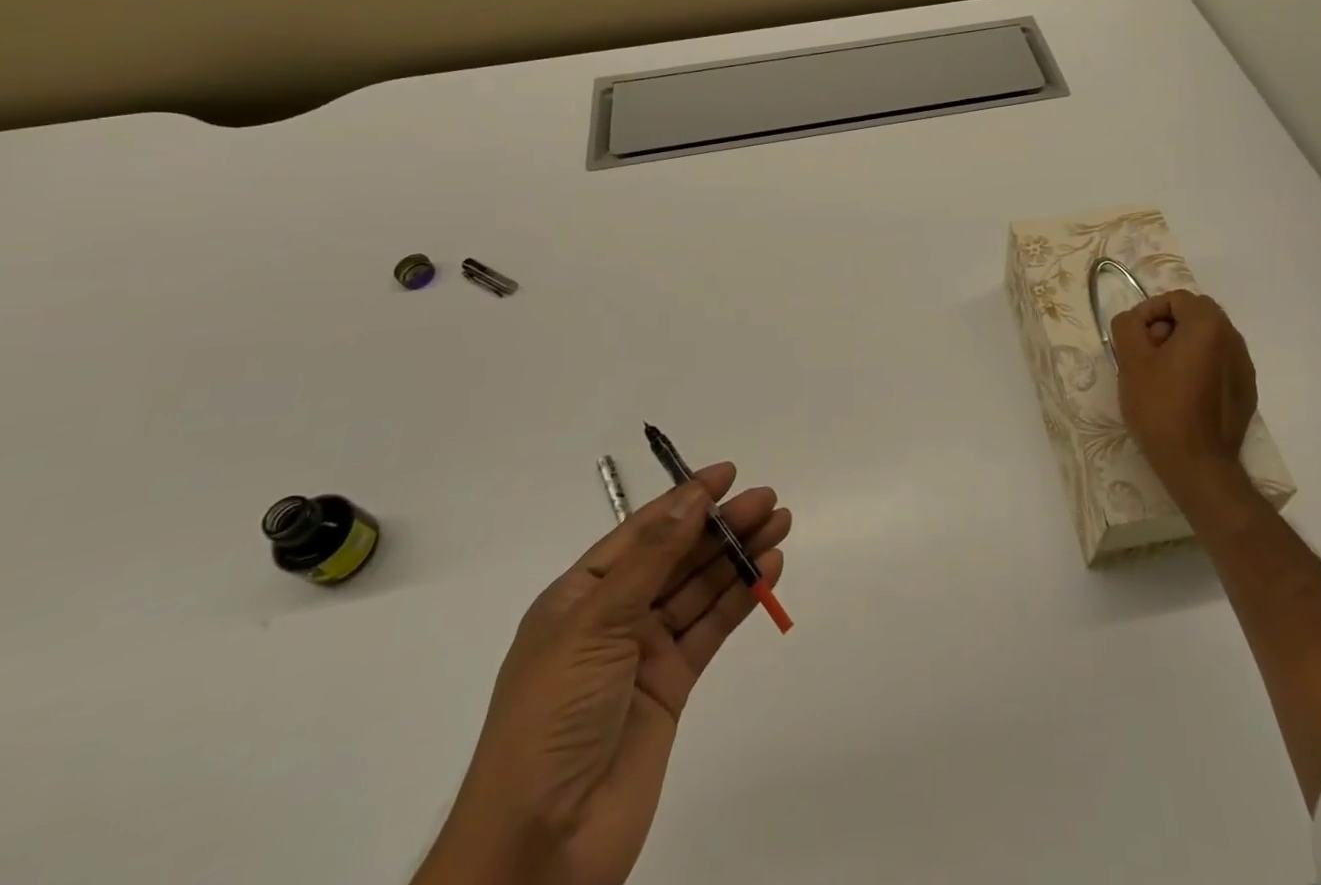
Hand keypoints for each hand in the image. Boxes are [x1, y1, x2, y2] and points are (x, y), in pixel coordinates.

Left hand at [415, 463, 790, 884]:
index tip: (728, 474)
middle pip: (677, 556)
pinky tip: (768, 572)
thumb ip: (653, 558)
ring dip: (738, 556)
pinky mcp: (672, 686)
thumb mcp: (595, 623)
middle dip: (721, 526)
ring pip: (700, 589)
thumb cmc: (552, 716)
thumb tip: (693, 496)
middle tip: (768, 501)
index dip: (685, 499)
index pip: (642, 531)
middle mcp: (613, 616)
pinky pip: (711, 629)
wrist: (540, 847)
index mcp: (580, 595)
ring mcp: (644, 652)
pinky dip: (739, 599)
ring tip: (779, 526)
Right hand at [1111, 290, 1258, 502]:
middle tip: (1146, 355)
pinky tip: (1182, 395)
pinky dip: (1198, 367)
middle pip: (1195, 316)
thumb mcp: (1130, 360)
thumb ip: (1128, 325)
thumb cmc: (1161, 406)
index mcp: (1209, 326)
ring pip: (1207, 340)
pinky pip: (1218, 364)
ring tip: (1160, 376)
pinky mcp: (1246, 392)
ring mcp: (1244, 368)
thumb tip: (1134, 320)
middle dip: (1166, 327)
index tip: (1134, 338)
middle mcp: (1233, 340)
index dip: (1149, 311)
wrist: (1197, 464)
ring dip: (1182, 347)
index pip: (1176, 299)